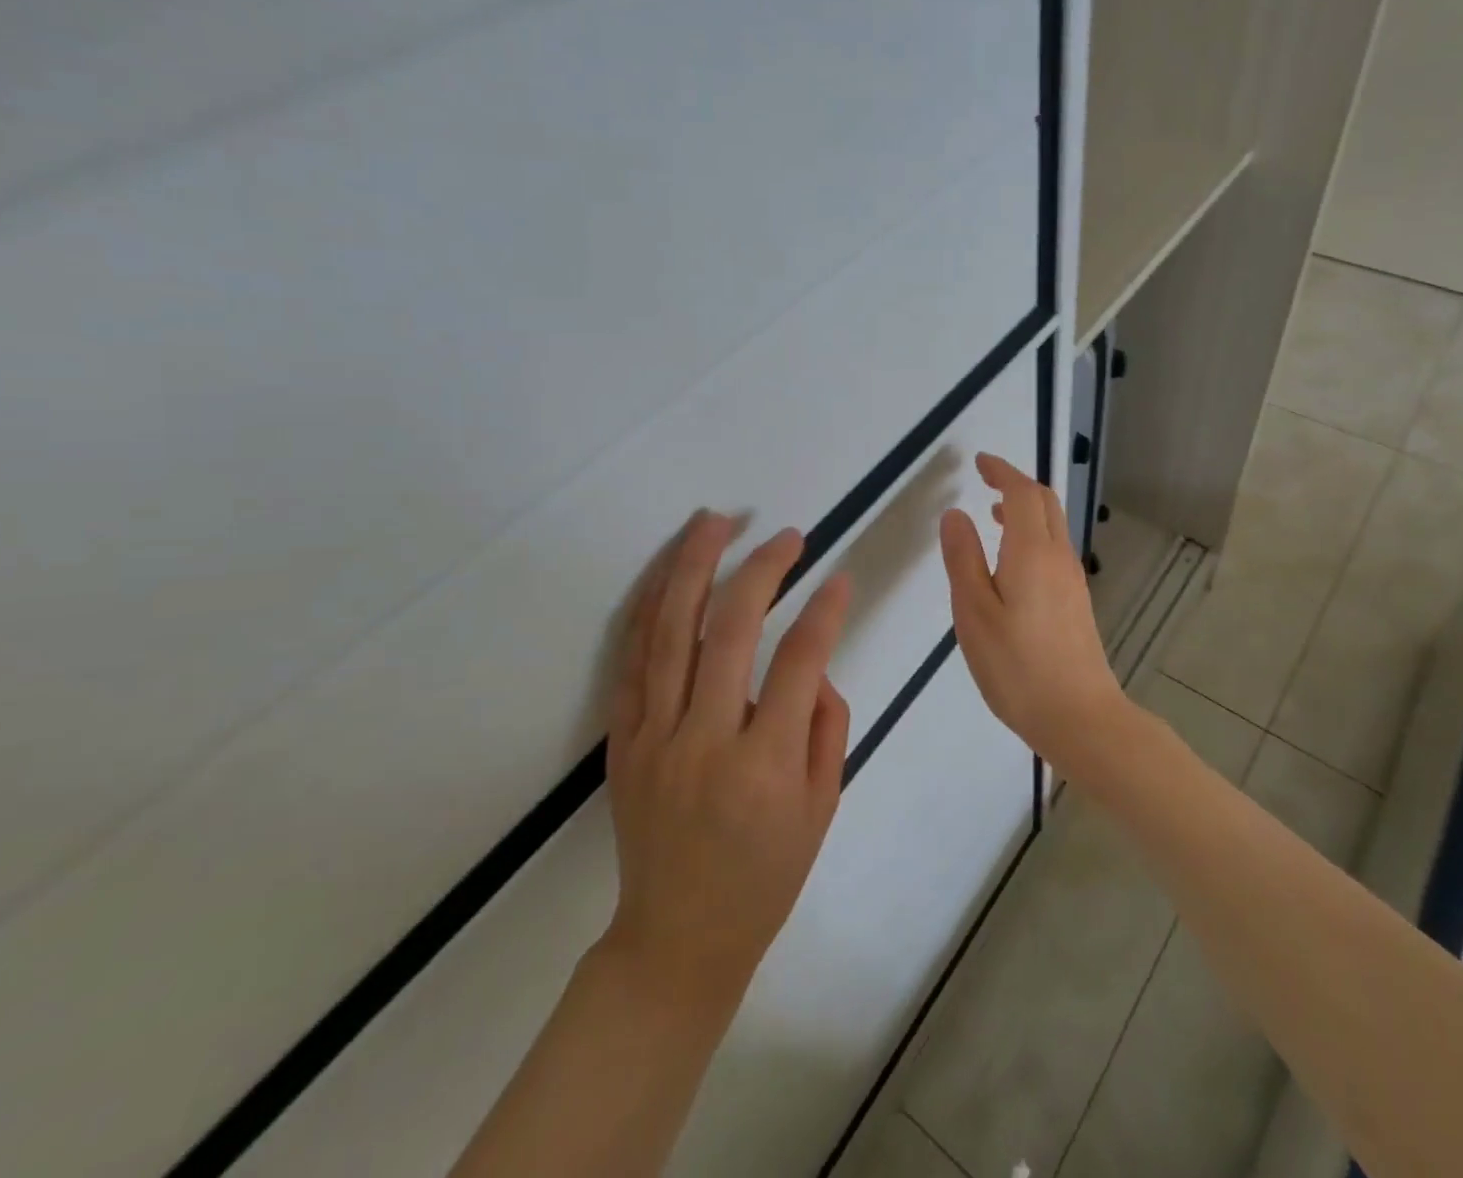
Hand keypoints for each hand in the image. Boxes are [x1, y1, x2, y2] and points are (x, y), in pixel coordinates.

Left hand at [602, 512, 851, 1006]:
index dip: (824, 611)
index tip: (839, 577)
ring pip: (669, 633)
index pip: (799, 662)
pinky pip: (634, 662)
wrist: (677, 939)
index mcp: (765, 765)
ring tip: (712, 522)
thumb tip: (812, 666)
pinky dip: (650, 609)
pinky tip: (668, 574)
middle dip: (761, 571)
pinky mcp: (623, 741)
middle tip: (786, 537)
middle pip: (728, 631)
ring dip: (692, 569)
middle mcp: (705, 742)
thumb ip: (826, 725)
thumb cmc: (765, 876)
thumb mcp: (823, 806)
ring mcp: (654, 738)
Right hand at [938, 452, 1125, 772]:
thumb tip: (955, 514)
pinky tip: (1012, 562)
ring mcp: (1073, 580)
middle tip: (987, 481)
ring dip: (1026, 510)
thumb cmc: (1017, 667)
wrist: (1080, 717)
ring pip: (1053, 526)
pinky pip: (1054, 549)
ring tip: (994, 515)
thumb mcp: (974, 613)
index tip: (980, 462)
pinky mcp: (1076, 602)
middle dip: (1017, 484)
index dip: (1002, 472)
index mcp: (1032, 552)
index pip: (1023, 493)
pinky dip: (1033, 535)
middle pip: (1045, 503)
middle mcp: (1059, 557)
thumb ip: (963, 560)